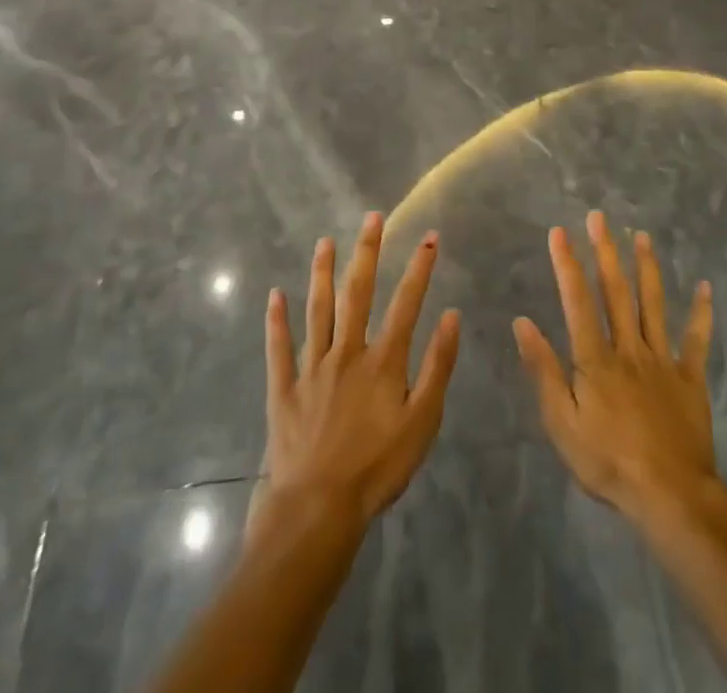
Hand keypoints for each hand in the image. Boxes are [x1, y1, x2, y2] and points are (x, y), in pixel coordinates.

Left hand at [253, 213, 460, 543]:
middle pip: (358, 293)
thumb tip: (451, 316)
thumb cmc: (378, 468)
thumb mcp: (422, 422)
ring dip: (322, 273)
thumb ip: (437, 366)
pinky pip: (279, 348)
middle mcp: (347, 352)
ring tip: (324, 241)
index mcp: (383, 361)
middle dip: (367, 252)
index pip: (406, 303)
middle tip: (370, 217)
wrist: (318, 509)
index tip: (429, 237)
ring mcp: (312, 367)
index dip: (419, 268)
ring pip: (318, 310)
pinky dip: (276, 320)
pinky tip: (274, 295)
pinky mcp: (284, 388)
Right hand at [514, 211, 716, 524]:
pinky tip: (705, 288)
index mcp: (595, 359)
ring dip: (646, 268)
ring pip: (653, 304)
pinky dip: (701, 313)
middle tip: (600, 218)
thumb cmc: (608, 462)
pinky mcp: (690, 378)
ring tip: (641, 236)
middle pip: (616, 292)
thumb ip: (544, 370)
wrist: (670, 496)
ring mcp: (662, 360)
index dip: (568, 264)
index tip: (560, 232)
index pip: (578, 301)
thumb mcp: (562, 423)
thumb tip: (523, 322)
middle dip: (606, 252)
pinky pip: (696, 341)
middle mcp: (628, 348)